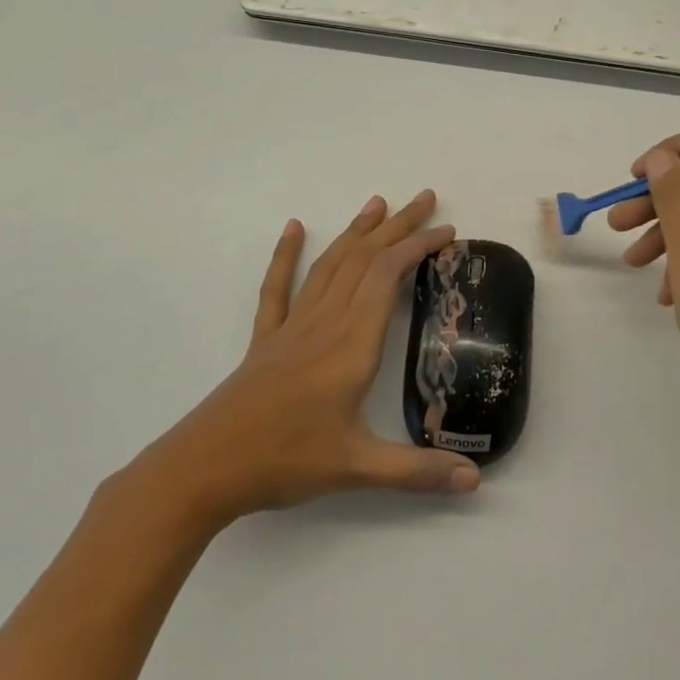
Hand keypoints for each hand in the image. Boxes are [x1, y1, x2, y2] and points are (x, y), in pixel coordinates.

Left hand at [132, 191, 480, 532]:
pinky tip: (293, 228)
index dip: (417, 247)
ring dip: (356, 232)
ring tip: (377, 204)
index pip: (387, 277)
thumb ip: (419, 471)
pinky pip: (277, 289)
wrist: (203, 469)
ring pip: (329, 266)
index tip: (446, 231)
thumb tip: (476, 480)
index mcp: (351, 346)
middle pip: (363, 260)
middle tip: (425, 199)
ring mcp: (291, 328)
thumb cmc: (284, 462)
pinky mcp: (266, 340)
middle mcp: (324, 324)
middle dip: (397, 226)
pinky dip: (286, 255)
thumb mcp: (358, 468)